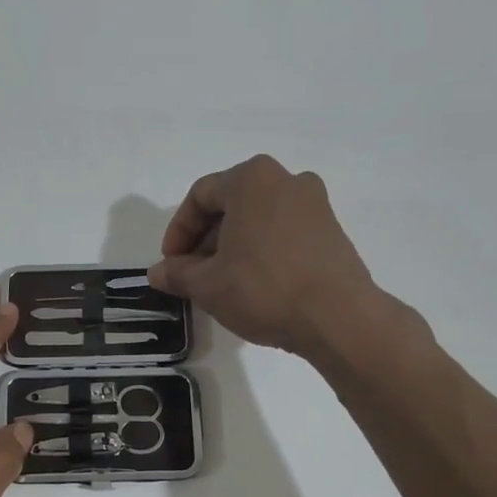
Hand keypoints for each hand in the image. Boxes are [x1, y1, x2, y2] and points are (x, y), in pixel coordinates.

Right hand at [148, 155, 385, 357]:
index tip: (171, 263)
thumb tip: (158, 272)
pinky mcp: (332, 231)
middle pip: (231, 205)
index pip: (200, 196)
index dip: (178, 231)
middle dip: (205, 240)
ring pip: (258, 220)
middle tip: (193, 275)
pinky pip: (283, 233)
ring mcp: (315, 204)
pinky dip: (262, 252)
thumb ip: (177, 273)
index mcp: (252, 178)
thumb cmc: (264, 288)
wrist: (339, 318)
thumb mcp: (207, 285)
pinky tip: (255, 285)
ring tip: (222, 284)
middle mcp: (287, 180)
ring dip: (233, 247)